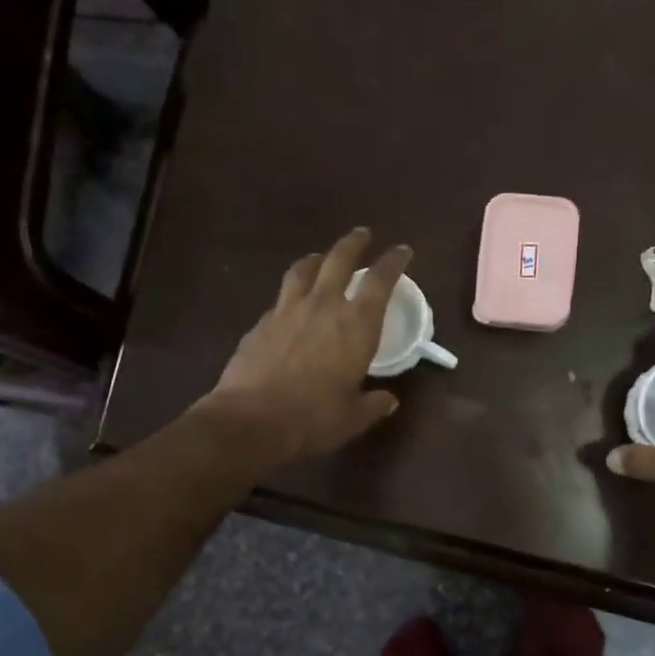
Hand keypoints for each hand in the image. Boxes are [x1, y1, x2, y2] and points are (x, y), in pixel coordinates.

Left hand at [199, 228, 411, 468]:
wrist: (251, 420)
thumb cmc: (313, 419)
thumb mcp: (353, 417)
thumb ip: (373, 405)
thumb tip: (388, 400)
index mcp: (356, 325)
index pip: (381, 281)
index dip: (394, 261)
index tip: (402, 250)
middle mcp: (323, 306)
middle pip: (340, 259)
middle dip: (354, 244)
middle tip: (362, 235)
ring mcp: (287, 310)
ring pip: (304, 269)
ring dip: (317, 258)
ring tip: (321, 257)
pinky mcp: (261, 323)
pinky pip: (281, 298)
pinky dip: (292, 293)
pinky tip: (291, 304)